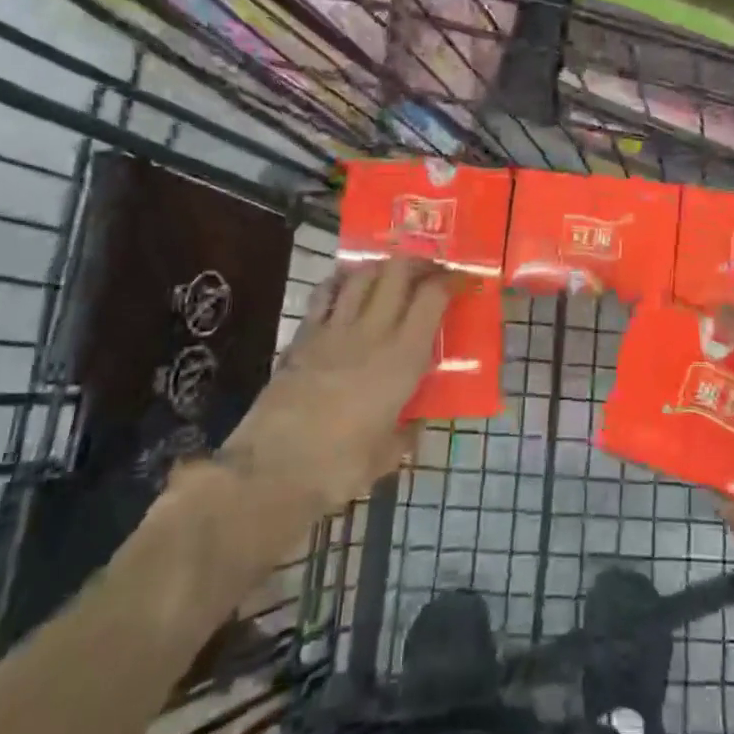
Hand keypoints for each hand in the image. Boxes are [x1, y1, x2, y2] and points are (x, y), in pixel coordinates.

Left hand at [144, 259, 457, 626]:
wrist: (270, 471)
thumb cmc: (339, 468)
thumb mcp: (387, 455)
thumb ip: (405, 433)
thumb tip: (412, 425)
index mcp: (403, 359)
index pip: (432, 299)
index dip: (451, 282)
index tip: (463, 281)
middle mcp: (372, 333)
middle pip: (398, 272)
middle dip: (419, 262)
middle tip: (431, 269)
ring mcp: (333, 330)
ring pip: (362, 275)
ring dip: (382, 267)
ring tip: (393, 273)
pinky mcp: (301, 337)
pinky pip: (325, 294)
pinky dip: (341, 282)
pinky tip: (347, 285)